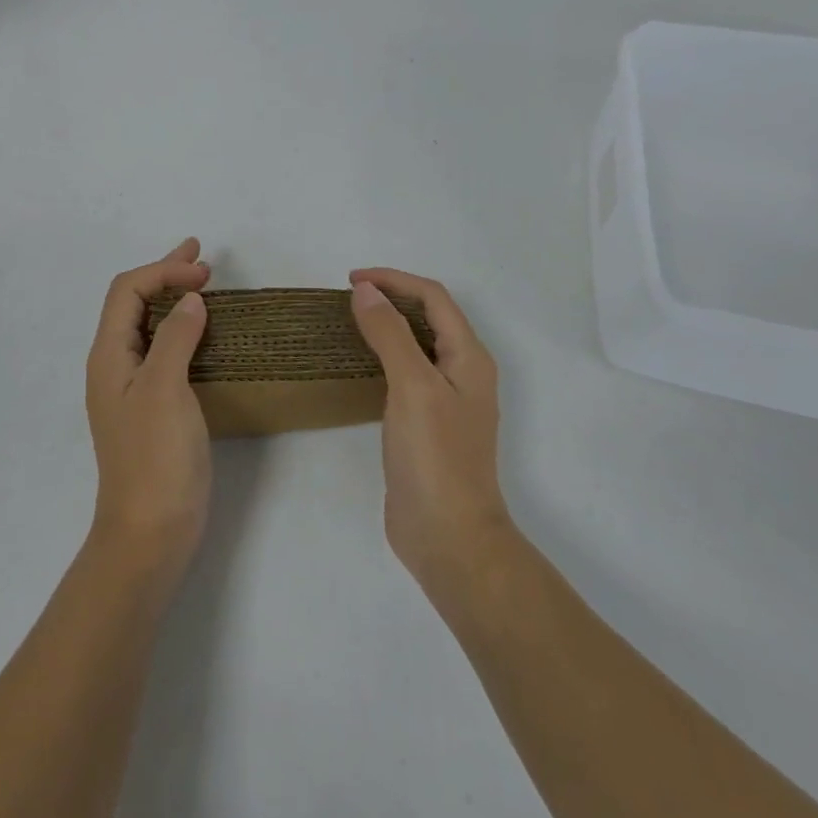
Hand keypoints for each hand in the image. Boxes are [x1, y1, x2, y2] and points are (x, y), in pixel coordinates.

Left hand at [86, 238, 213, 577]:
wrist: (150, 533)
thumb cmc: (155, 458)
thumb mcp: (164, 388)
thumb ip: (175, 337)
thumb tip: (190, 300)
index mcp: (109, 355)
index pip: (128, 291)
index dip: (163, 270)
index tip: (205, 272)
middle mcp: (115, 365)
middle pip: (134, 302)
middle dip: (165, 273)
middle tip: (199, 253)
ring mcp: (134, 387)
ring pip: (150, 325)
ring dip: (174, 298)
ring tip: (203, 282)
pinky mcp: (154, 407)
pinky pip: (164, 350)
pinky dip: (183, 328)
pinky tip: (203, 331)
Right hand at [349, 268, 512, 589]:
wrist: (449, 538)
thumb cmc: (435, 457)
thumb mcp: (412, 386)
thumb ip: (390, 334)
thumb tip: (366, 291)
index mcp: (469, 357)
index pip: (434, 297)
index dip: (395, 280)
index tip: (351, 280)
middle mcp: (462, 373)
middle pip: (429, 316)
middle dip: (392, 297)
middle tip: (348, 297)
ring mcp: (446, 400)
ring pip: (417, 345)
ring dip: (387, 325)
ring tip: (349, 322)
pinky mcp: (427, 425)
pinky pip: (405, 373)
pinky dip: (383, 356)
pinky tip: (359, 365)